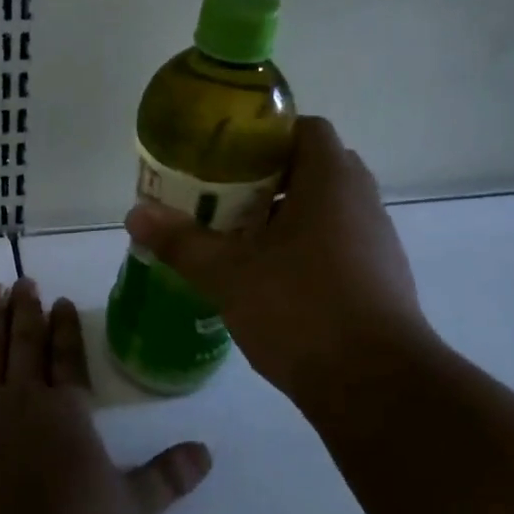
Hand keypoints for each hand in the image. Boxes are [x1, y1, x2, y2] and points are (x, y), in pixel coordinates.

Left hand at [0, 281, 211, 513]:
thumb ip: (165, 479)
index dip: (66, 329)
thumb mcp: (127, 512)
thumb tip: (206, 452)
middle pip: (26, 343)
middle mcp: (23, 394)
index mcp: (66, 412)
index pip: (68, 359)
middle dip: (27, 311)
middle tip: (24, 282)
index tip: (61, 301)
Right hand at [123, 116, 439, 411]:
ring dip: (284, 217)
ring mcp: (376, 243)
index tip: (225, 156)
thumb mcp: (228, 273)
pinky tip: (269, 280)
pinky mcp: (379, 280)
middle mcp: (361, 202)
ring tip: (237, 238)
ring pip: (325, 211)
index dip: (265, 135)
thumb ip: (181, 241)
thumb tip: (134, 214)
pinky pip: (336, 245)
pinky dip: (303, 250)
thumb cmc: (300, 309)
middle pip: (312, 169)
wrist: (375, 385)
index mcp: (330, 181)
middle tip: (221, 197)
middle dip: (266, 179)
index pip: (306, 129)